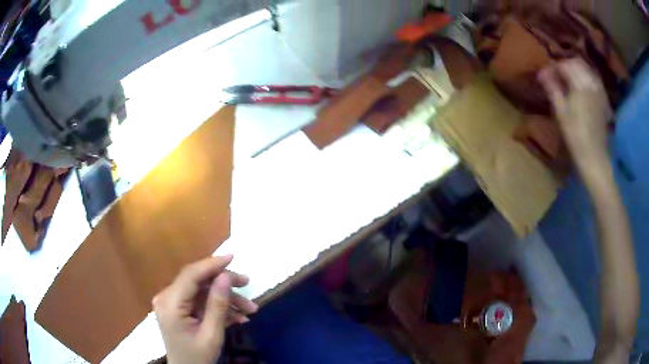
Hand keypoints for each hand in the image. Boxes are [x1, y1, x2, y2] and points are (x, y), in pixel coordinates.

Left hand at [153, 255, 257, 363]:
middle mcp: (167, 298)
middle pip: (197, 281)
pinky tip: (237, 317)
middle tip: (247, 284)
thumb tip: (225, 277)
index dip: (211, 264)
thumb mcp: (211, 335)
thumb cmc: (198, 357)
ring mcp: (171, 303)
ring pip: (201, 291)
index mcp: (170, 304)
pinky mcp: (177, 308)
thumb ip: (217, 306)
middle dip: (223, 283)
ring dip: (225, 298)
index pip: (190, 275)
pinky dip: (217, 307)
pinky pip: (199, 301)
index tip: (233, 257)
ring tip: (250, 309)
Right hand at [538, 58, 612, 170]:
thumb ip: (552, 89)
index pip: (564, 65)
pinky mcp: (603, 98)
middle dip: (565, 65)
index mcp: (580, 85)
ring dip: (576, 70)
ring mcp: (599, 90)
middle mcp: (591, 83)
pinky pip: (594, 79)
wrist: (594, 155)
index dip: (553, 67)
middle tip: (556, 75)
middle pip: (576, 63)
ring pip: (586, 69)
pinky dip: (586, 77)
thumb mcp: (561, 112)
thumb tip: (542, 73)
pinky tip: (581, 85)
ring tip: (568, 79)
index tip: (545, 75)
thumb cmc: (575, 135)